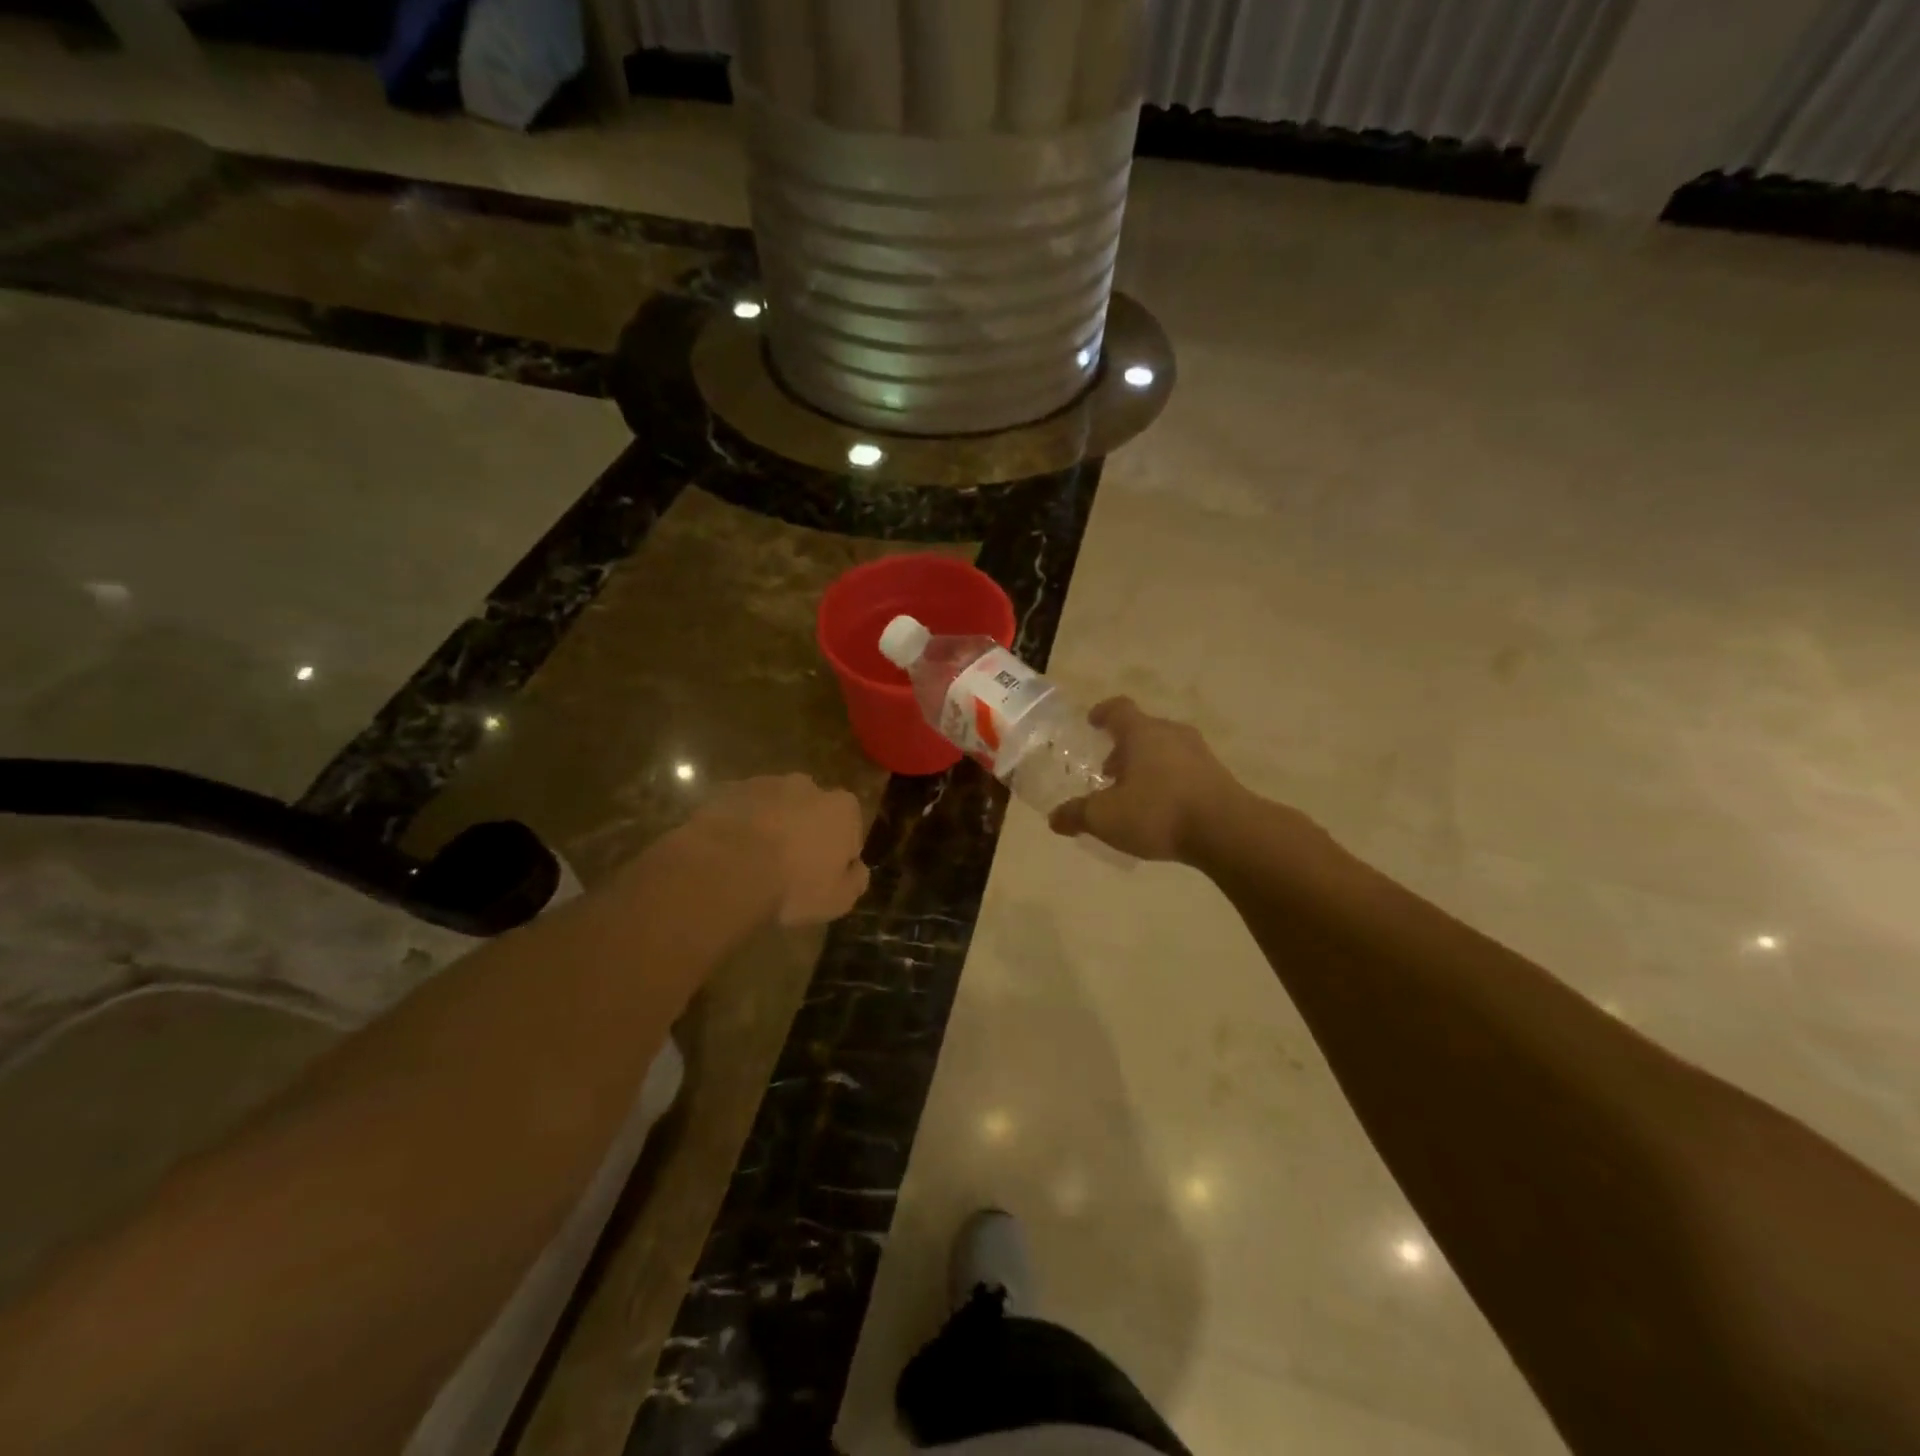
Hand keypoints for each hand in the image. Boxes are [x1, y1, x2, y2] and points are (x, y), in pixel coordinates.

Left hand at [685, 775, 870, 925]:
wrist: (727, 869)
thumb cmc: (793, 886)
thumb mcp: (838, 900)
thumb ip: (855, 880)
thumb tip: (856, 869)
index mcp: (842, 809)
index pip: (849, 828)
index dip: (837, 852)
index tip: (821, 875)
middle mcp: (807, 786)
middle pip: (811, 810)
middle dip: (803, 831)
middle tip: (787, 868)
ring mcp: (764, 783)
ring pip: (773, 806)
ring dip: (768, 826)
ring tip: (752, 863)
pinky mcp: (728, 790)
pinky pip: (740, 810)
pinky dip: (738, 826)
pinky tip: (728, 854)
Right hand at [1048, 698, 1244, 863]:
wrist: (1227, 831)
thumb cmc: (1158, 812)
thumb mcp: (1105, 818)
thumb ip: (1077, 815)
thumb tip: (1055, 818)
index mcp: (1142, 733)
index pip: (1119, 709)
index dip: (1103, 713)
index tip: (1093, 721)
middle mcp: (1171, 734)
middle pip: (1143, 730)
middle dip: (1123, 747)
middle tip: (1108, 771)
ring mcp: (1199, 754)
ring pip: (1165, 750)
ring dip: (1146, 765)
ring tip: (1133, 793)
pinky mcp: (1218, 776)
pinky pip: (1184, 769)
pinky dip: (1168, 780)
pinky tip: (1161, 808)